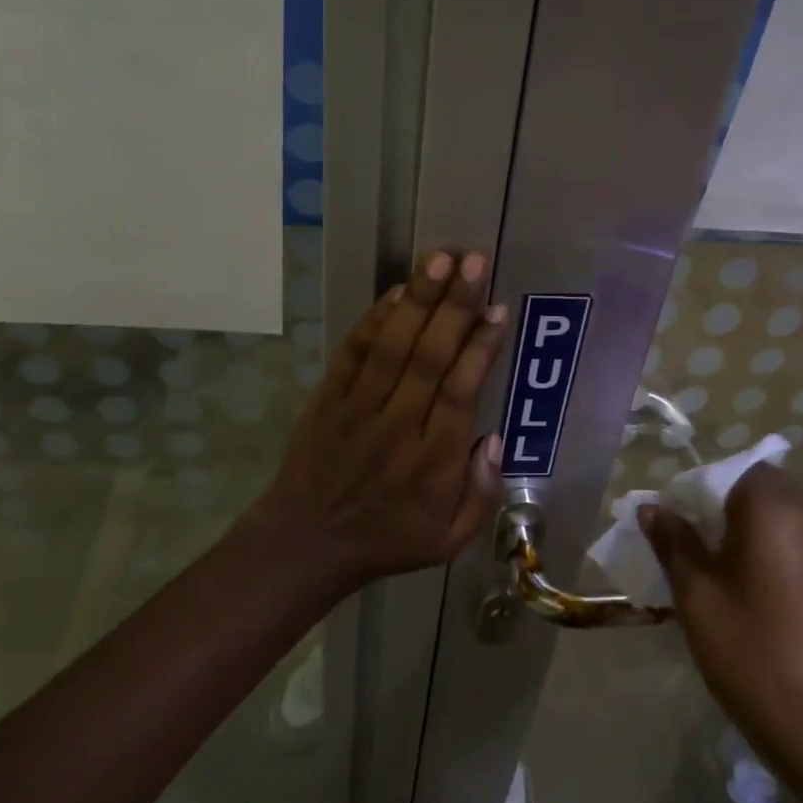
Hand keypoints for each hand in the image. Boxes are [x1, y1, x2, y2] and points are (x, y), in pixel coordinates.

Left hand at [256, 249, 508, 591]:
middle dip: (454, 307)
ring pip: (392, 346)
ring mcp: (358, 408)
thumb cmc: (387, 539)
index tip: (497, 309)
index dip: (480, 348)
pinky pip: (353, 352)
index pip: (460, 393)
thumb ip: (481, 494)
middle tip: (474, 262)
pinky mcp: (329, 397)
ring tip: (440, 259)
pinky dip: (374, 319)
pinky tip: (399, 290)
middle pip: (429, 358)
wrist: (305, 543)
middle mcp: (398, 426)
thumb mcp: (448, 540)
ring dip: (418, 300)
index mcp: (432, 462)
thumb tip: (493, 440)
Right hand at [639, 464, 802, 791]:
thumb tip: (652, 508)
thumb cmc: (756, 658)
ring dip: (754, 532)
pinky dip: (780, 553)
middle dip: (725, 510)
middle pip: (761, 490)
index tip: (679, 527)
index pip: (733, 471)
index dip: (700, 490)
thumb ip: (674, 544)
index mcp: (776, 510)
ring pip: (786, 518)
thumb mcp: (699, 599)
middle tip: (697, 553)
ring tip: (727, 579)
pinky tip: (764, 600)